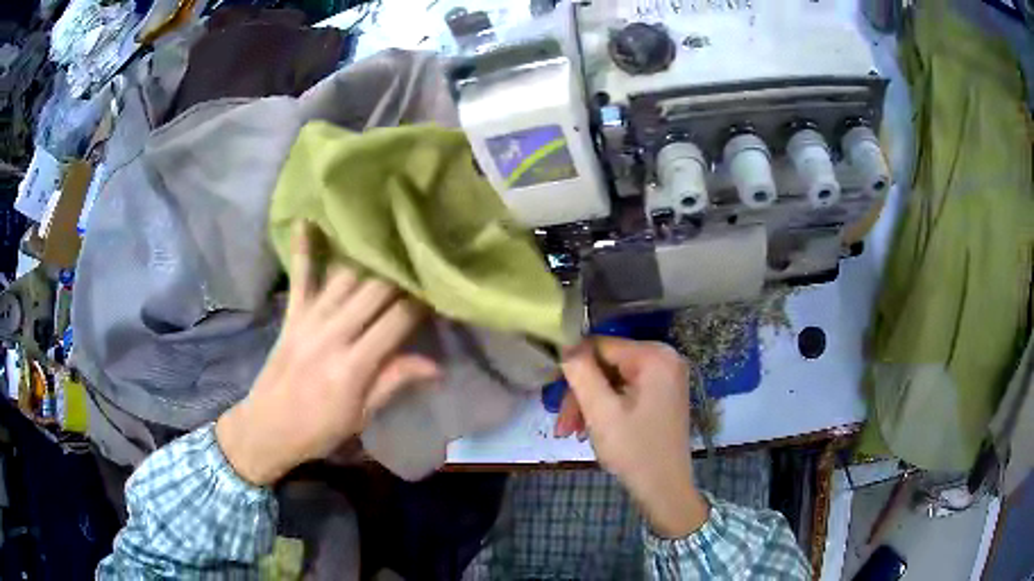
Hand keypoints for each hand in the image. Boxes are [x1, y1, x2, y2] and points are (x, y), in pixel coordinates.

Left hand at [216, 225, 438, 485]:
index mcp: (354, 365)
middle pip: (374, 291)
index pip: (396, 321)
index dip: (421, 301)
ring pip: (345, 277)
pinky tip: (308, 219)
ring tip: (390, 233)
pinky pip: (300, 277)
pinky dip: (304, 249)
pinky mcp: (291, 315)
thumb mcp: (361, 416)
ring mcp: (309, 320)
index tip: (440, 285)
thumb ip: (394, 382)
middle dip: (401, 271)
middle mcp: (332, 334)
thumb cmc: (319, 430)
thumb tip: (438, 366)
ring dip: (369, 255)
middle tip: (423, 254)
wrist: (267, 428)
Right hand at [557, 338, 708, 537]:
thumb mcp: (601, 412)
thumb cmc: (634, 451)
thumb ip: (580, 372)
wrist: (665, 490)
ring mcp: (666, 377)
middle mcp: (665, 358)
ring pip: (612, 380)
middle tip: (562, 426)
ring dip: (589, 404)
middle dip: (581, 394)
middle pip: (606, 364)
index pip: (600, 345)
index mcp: (654, 356)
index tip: (554, 396)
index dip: (573, 367)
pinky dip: (606, 408)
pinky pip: (626, 391)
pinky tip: (591, 430)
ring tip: (571, 433)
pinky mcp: (662, 394)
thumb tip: (564, 344)